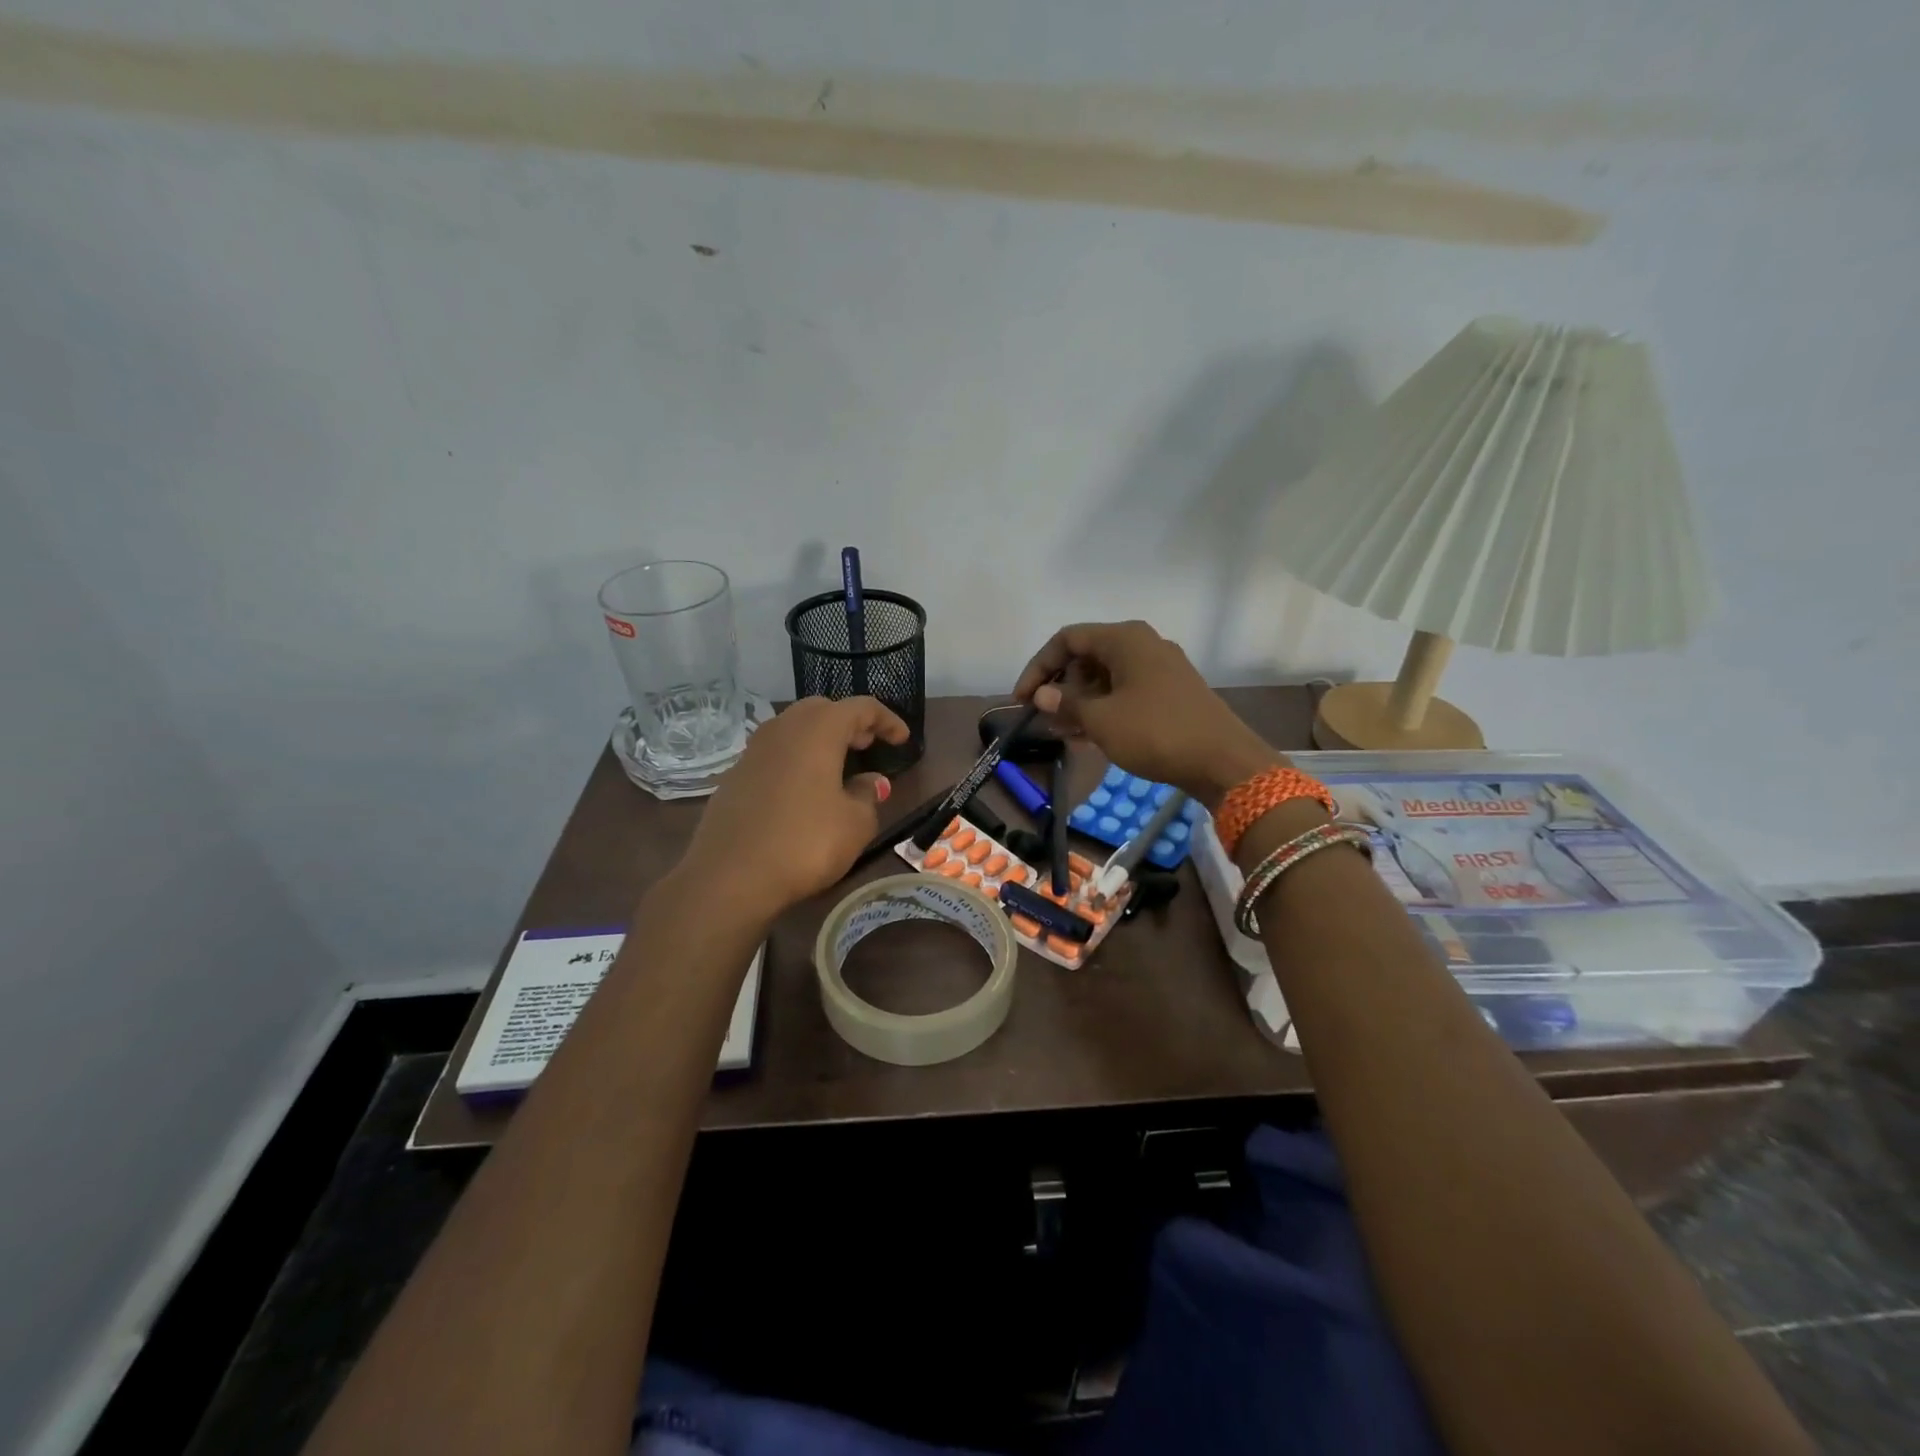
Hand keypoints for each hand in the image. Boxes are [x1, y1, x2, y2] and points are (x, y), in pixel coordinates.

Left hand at [680, 696, 909, 920]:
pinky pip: (774, 754)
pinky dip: (796, 759)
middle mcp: (783, 729)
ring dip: (820, 739)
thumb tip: (870, 781)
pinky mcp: (735, 776)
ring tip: (838, 765)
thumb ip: (867, 795)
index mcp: (818, 730)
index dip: (886, 720)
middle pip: (822, 709)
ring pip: (793, 729)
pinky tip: (803, 789)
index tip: (902, 740)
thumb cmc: (804, 843)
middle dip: (849, 723)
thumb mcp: (854, 824)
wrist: (729, 877)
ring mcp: (753, 751)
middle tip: (868, 745)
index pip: (860, 708)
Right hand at [1013, 621, 1284, 809]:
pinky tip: (1088, 736)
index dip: (1038, 667)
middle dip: (1060, 686)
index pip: (1067, 640)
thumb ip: (1066, 704)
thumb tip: (1040, 695)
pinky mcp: (1171, 692)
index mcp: (1125, 639)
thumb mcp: (1101, 720)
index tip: (1021, 700)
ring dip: (1079, 702)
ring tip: (1061, 733)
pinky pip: (1125, 692)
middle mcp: (1143, 644)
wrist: (1224, 761)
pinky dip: (1103, 709)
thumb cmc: (1156, 732)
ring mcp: (1160, 668)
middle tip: (1043, 718)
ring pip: (1106, 677)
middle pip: (1087, 656)